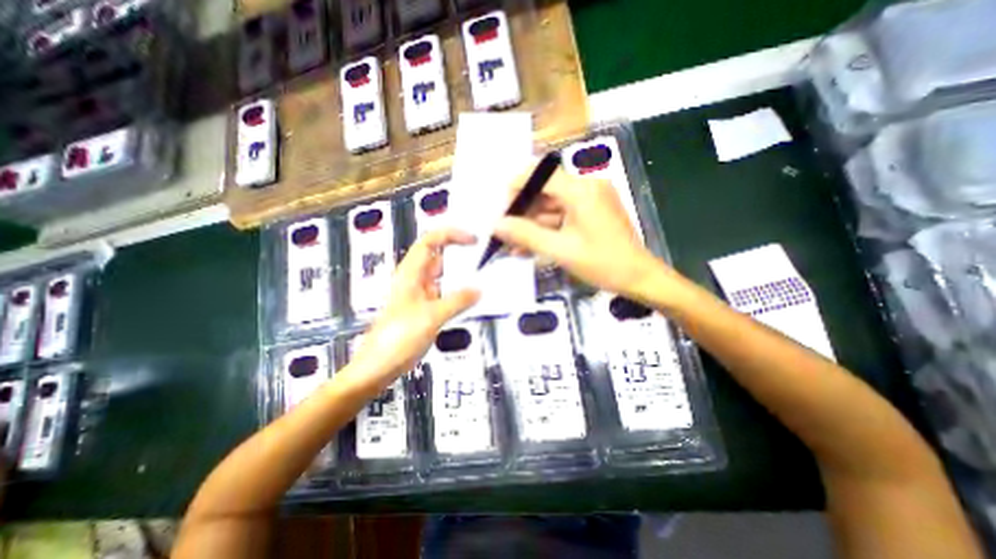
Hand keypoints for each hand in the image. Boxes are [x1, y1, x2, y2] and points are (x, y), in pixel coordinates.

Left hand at [346, 229, 477, 391]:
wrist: (377, 367)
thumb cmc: (398, 338)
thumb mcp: (431, 317)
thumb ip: (457, 301)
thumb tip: (480, 290)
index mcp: (411, 273)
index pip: (430, 241)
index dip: (451, 234)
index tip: (473, 239)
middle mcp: (416, 279)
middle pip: (440, 256)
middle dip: (461, 253)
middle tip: (487, 256)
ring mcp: (422, 295)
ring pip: (445, 276)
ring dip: (463, 274)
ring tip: (486, 274)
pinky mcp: (426, 309)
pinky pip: (446, 294)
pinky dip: (460, 292)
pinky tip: (474, 298)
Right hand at [494, 164, 662, 297]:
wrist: (638, 278)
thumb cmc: (603, 264)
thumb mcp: (561, 250)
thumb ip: (526, 235)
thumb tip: (496, 225)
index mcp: (582, 190)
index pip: (541, 175)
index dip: (516, 187)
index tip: (500, 208)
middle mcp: (587, 187)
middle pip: (545, 190)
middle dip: (522, 211)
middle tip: (503, 230)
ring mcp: (590, 199)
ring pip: (551, 205)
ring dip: (531, 223)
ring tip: (511, 242)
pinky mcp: (591, 212)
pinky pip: (562, 215)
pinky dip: (546, 228)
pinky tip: (528, 244)